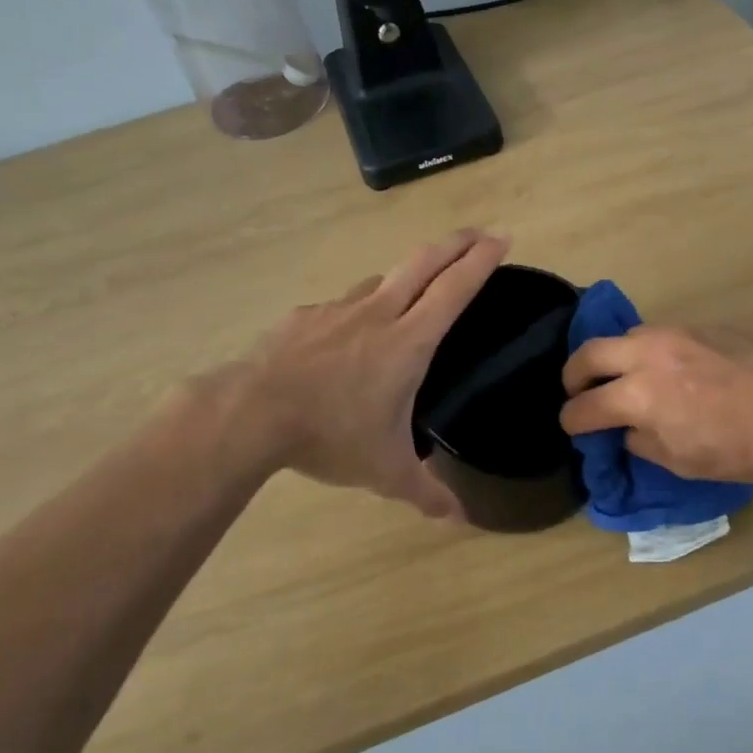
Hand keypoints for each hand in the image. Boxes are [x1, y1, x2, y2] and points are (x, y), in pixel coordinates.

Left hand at [237, 230, 509, 517]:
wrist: (251, 414)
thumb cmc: (330, 436)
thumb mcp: (385, 471)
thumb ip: (425, 492)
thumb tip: (458, 520)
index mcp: (408, 341)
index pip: (454, 289)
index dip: (481, 261)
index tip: (502, 238)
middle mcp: (378, 313)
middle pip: (423, 262)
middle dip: (456, 243)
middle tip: (479, 232)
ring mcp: (337, 310)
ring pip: (381, 280)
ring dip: (406, 275)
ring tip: (414, 290)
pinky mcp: (304, 316)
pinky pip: (341, 306)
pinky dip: (357, 311)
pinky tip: (346, 337)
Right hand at [559, 326, 752, 486]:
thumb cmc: (740, 450)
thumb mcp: (680, 461)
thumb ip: (640, 440)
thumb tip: (626, 428)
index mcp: (639, 394)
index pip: (585, 405)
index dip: (572, 419)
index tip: (572, 425)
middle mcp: (649, 354)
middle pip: (590, 353)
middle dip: (574, 375)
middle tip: (577, 390)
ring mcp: (677, 333)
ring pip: (627, 338)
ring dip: (615, 358)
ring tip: (626, 377)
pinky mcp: (704, 325)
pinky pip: (663, 336)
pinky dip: (652, 353)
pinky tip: (674, 370)